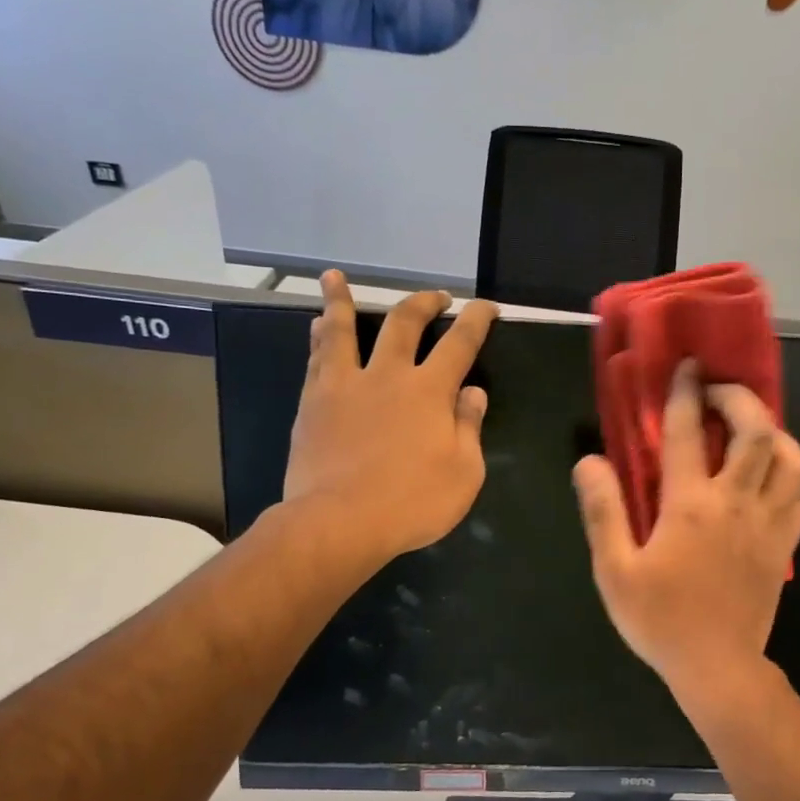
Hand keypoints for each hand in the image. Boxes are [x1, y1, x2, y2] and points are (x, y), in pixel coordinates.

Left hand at [283, 271, 496, 565]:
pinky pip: (317, 358)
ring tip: (335, 277)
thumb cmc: (412, 503)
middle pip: (405, 322)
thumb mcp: (464, 473)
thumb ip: (468, 427)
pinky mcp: (314, 402)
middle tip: (436, 297)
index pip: (460, 342)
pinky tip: (317, 324)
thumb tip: (472, 392)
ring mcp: (346, 385)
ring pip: (344, 329)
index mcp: (430, 391)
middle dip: (424, 303)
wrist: (339, 523)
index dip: (476, 319)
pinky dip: (319, 335)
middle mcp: (388, 375)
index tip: (486, 307)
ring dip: (343, 300)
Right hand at [574, 361, 799, 695]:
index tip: (686, 367)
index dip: (685, 392)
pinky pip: (799, 497)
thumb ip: (602, 511)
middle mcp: (736, 502)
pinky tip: (765, 484)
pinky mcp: (785, 546)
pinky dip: (785, 478)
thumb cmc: (660, 619)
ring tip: (751, 433)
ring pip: (792, 460)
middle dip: (740, 399)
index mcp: (691, 504)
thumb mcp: (615, 569)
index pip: (687, 432)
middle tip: (719, 393)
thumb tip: (590, 461)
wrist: (718, 669)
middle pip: (757, 431)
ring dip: (774, 434)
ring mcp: (768, 523)